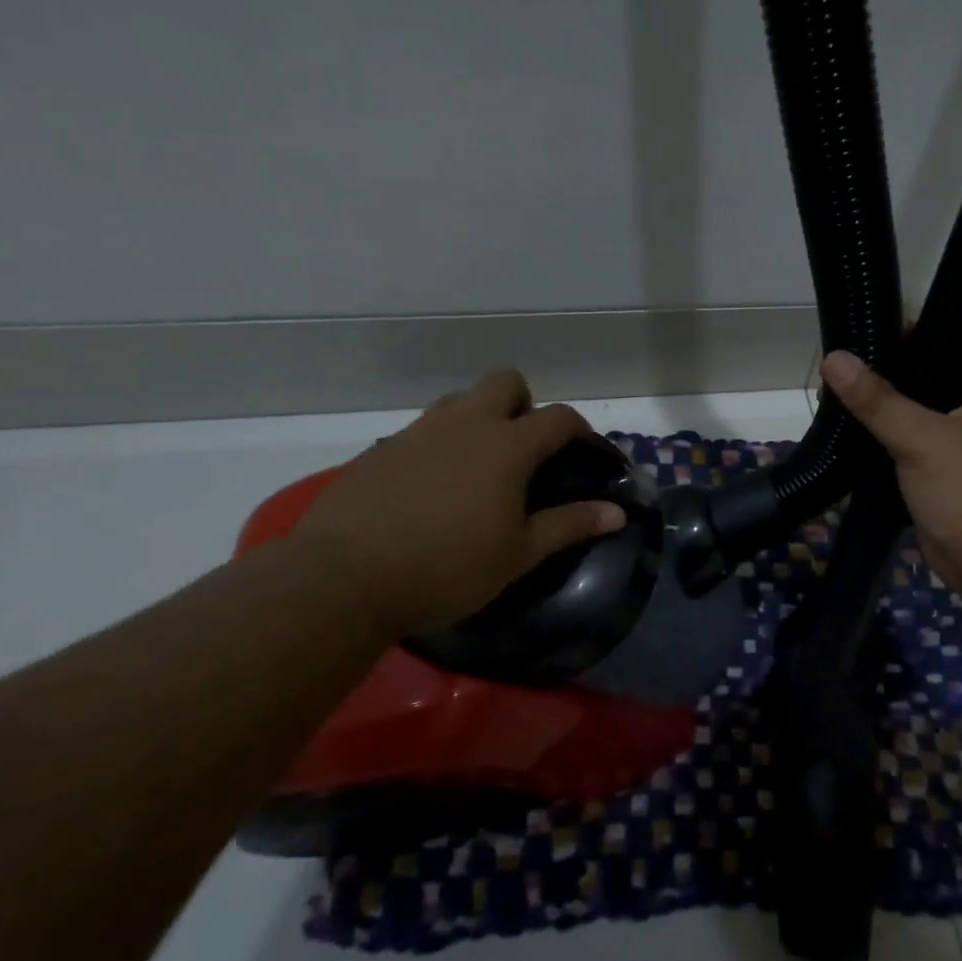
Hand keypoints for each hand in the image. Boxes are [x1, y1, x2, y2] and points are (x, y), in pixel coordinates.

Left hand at [295, 370, 624, 636]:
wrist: (344, 578)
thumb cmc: (447, 568)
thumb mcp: (518, 554)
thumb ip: (569, 525)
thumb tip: (617, 512)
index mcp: (506, 446)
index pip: (559, 417)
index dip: (581, 430)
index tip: (587, 454)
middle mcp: (465, 424)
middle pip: (505, 382)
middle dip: (524, 404)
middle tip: (524, 451)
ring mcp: (418, 432)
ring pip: (459, 401)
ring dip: (479, 419)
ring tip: (479, 469)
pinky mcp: (381, 449)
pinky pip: (423, 430)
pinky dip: (440, 445)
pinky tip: (432, 490)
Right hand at [820, 352, 961, 605]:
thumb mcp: (923, 439)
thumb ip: (877, 400)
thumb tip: (834, 357)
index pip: (938, 348)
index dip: (895, 341)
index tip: (850, 340)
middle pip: (918, 387)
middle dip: (876, 384)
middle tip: (829, 378)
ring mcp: (957, 452)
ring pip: (908, 424)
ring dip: (874, 420)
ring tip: (828, 406)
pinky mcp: (939, 483)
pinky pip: (903, 456)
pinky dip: (878, 451)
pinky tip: (845, 444)